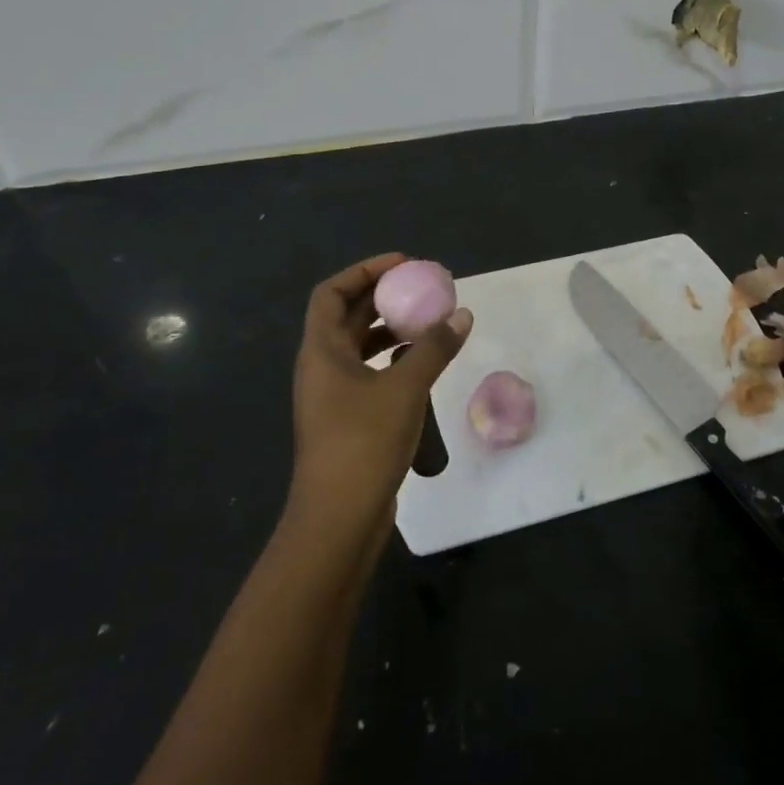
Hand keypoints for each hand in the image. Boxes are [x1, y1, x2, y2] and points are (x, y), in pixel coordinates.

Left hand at [288, 252, 472, 545]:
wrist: (338, 519)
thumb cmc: (363, 443)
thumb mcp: (404, 388)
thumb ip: (433, 348)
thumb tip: (462, 315)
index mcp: (321, 351)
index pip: (332, 293)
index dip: (364, 271)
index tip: (403, 265)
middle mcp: (322, 367)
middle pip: (347, 316)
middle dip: (384, 297)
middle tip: (424, 289)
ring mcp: (333, 395)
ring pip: (360, 347)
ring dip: (391, 329)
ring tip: (428, 321)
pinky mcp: (348, 419)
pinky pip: (370, 373)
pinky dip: (393, 360)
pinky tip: (422, 363)